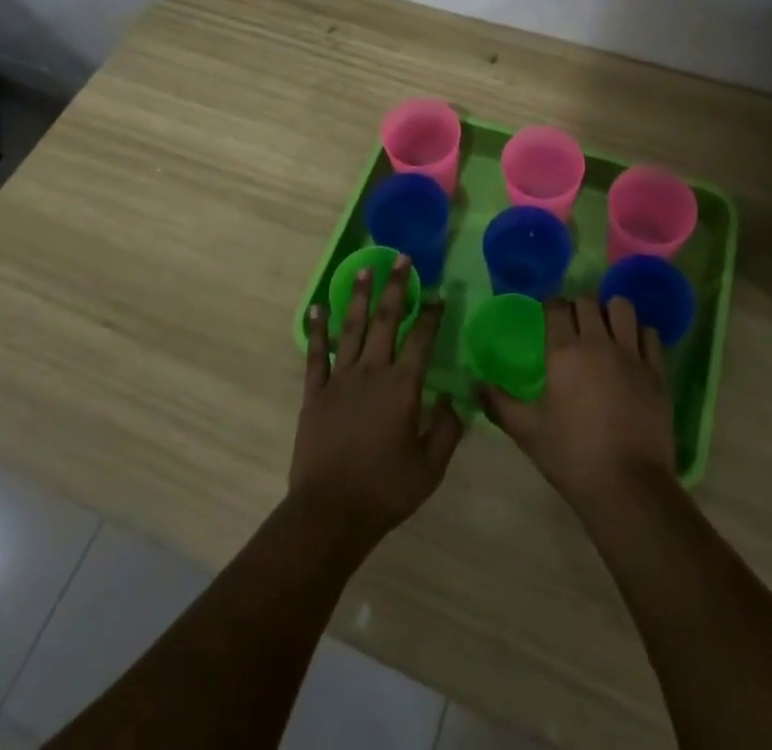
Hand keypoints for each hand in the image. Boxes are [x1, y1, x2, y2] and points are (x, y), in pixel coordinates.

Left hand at [292, 256, 462, 542]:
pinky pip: (316, 353)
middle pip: (385, 320)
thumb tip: (455, 401)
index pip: (421, 339)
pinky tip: (317, 307)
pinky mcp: (315, 392)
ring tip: (364, 268)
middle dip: (396, 287)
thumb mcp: (430, 468)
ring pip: (351, 327)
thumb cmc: (385, 490)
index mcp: (403, 387)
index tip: (438, 294)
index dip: (431, 314)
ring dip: (358, 295)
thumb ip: (447, 431)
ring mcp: (340, 379)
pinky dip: (317, 329)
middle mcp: (372, 371)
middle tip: (402, 259)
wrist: (330, 512)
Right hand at [481, 295, 675, 514]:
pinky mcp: (657, 372)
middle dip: (578, 305)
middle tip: (574, 324)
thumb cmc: (572, 457)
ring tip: (606, 329)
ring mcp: (632, 355)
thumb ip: (499, 403)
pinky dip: (640, 333)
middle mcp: (598, 343)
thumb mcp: (528, 432)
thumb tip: (474, 384)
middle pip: (588, 301)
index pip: (556, 306)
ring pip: (623, 307)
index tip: (547, 315)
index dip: (550, 306)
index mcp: (564, 352)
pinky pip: (650, 334)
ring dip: (611, 311)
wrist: (628, 487)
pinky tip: (633, 348)